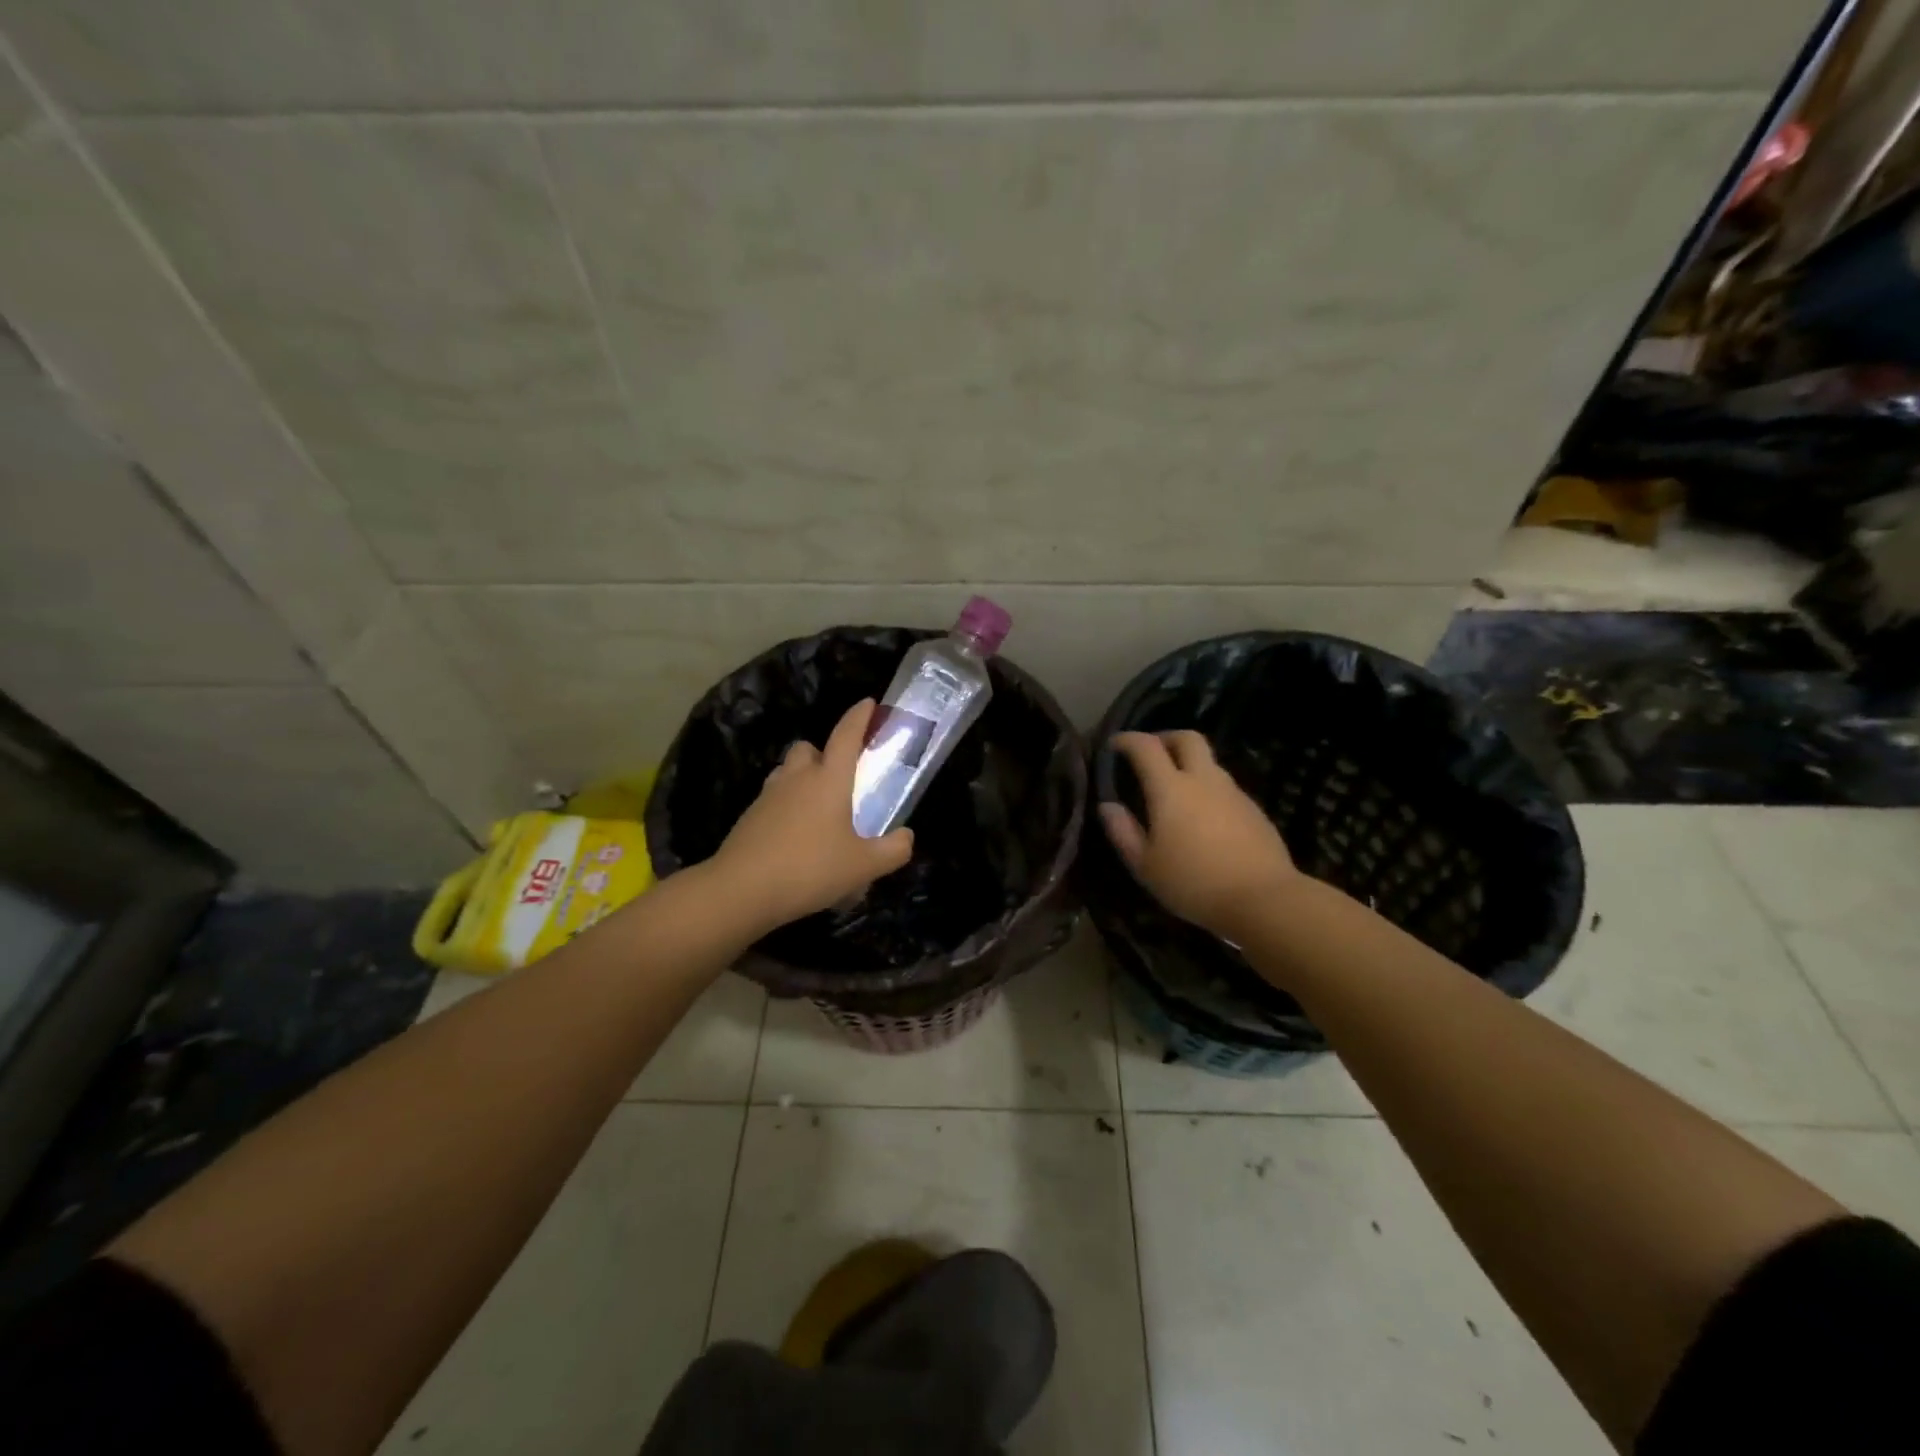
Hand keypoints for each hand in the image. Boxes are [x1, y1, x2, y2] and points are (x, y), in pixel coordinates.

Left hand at [710, 699, 914, 932]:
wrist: (740, 890)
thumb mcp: (863, 866)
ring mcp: (768, 796)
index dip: (859, 717)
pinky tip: (796, 836)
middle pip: (808, 748)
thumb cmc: (810, 869)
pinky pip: (773, 800)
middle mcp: (797, 778)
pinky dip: (786, 807)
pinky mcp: (749, 817)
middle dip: (824, 754)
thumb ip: (893, 850)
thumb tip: (906, 836)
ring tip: (818, 809)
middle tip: (840, 778)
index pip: (846, 736)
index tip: (868, 703)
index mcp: (829, 779)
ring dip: (802, 779)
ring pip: (787, 772)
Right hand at [1100, 730, 1299, 939]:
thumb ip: (1123, 832)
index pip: (1146, 747)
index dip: (1127, 739)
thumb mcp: (1145, 866)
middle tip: (1151, 754)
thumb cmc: (1194, 883)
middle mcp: (1204, 780)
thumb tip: (1107, 806)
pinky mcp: (1254, 810)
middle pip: (1187, 738)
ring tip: (1175, 791)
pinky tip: (1204, 819)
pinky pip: (1225, 788)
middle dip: (1165, 737)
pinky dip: (1208, 790)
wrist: (1264, 900)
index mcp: (1171, 789)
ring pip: (1209, 763)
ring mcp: (1233, 793)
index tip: (1114, 745)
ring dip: (1189, 765)